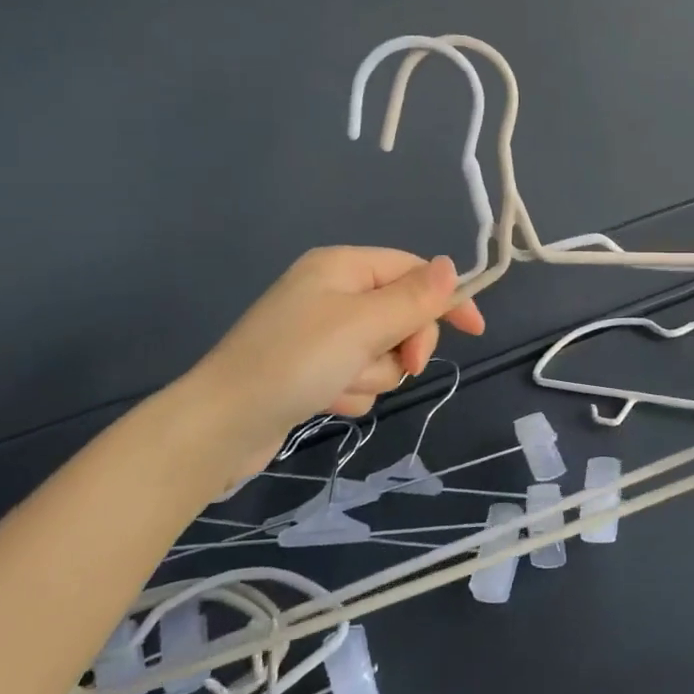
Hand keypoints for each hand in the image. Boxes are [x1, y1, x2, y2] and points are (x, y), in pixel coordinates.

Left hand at [175, 247, 484, 460]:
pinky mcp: (314, 370)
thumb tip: (452, 266)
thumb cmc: (294, 363)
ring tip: (338, 385)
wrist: (220, 428)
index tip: (474, 331)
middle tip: (400, 364)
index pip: (413, 271)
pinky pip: (358, 376)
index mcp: (343, 267)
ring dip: (372, 374)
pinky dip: (350, 391)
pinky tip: (323, 400)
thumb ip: (413, 298)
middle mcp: (333, 293)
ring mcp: (322, 334)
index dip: (446, 298)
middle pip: (401, 314)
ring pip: (382, 351)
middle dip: (401, 344)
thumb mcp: (362, 325)